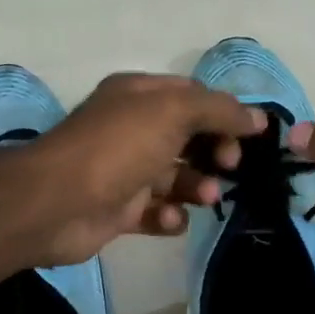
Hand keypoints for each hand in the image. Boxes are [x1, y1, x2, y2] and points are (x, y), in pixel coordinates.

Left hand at [16, 73, 264, 266]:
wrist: (56, 204)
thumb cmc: (118, 147)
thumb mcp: (173, 112)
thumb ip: (219, 111)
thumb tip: (257, 118)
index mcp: (139, 97)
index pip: (193, 96)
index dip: (224, 113)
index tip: (251, 136)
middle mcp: (132, 130)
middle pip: (189, 138)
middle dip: (214, 152)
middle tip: (228, 166)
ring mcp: (125, 172)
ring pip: (176, 177)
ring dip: (197, 187)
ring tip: (205, 197)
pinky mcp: (120, 211)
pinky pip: (157, 212)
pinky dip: (170, 216)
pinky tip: (170, 218)